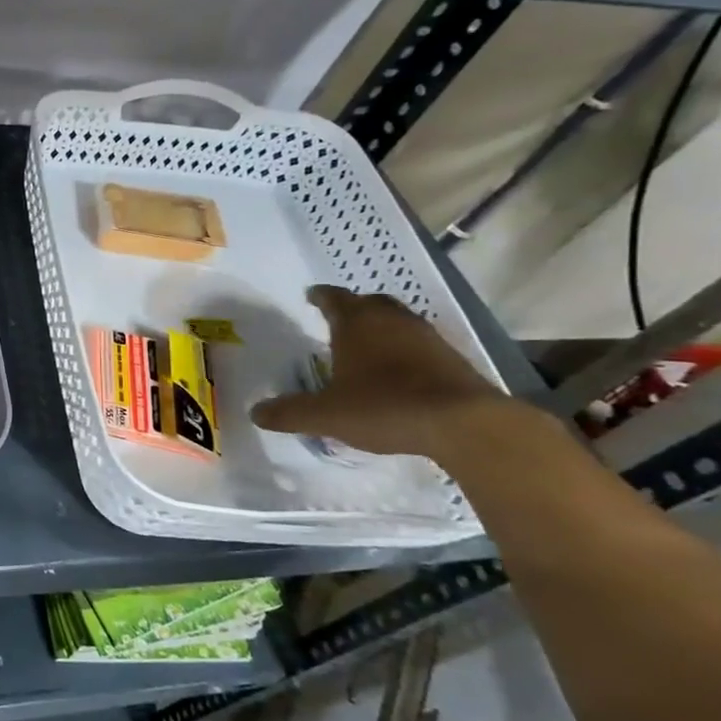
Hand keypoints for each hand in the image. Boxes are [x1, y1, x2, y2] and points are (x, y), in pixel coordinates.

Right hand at [250, 286, 508, 459]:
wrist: (465, 424)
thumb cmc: (383, 407)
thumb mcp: (325, 415)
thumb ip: (289, 412)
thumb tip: (255, 413)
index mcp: (356, 323)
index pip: (333, 298)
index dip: (319, 296)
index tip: (310, 296)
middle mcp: (391, 320)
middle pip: (369, 302)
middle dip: (352, 307)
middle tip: (337, 319)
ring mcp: (426, 337)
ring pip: (397, 320)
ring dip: (381, 327)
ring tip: (366, 344)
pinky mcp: (452, 358)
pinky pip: (419, 343)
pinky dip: (404, 349)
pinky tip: (398, 370)